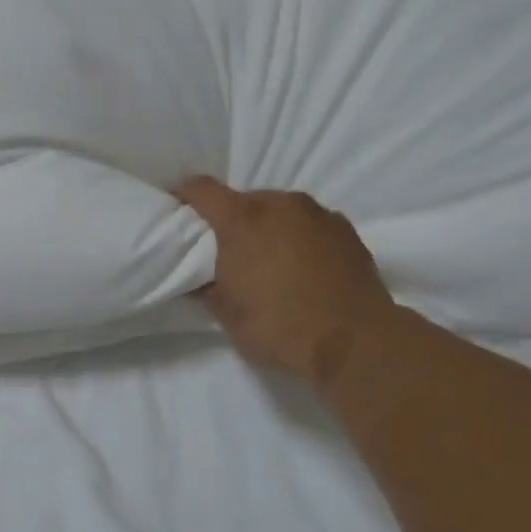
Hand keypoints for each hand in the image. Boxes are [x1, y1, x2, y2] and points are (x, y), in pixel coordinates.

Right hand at [176, 177, 397, 394]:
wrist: (355, 342)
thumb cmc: (278, 325)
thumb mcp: (226, 313)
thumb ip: (207, 286)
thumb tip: (199, 279)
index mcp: (242, 219)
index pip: (201, 189)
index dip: (183, 195)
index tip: (175, 208)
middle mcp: (280, 204)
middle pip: (244, 199)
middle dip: (231, 218)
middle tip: (225, 248)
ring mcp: (317, 214)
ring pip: (280, 209)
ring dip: (268, 226)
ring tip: (268, 258)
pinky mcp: (346, 230)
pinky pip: (310, 224)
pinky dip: (299, 237)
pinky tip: (301, 266)